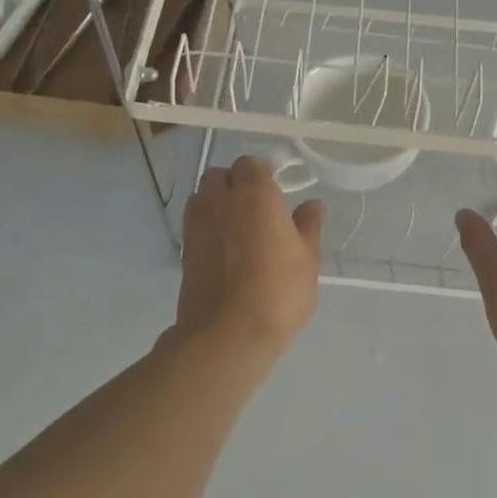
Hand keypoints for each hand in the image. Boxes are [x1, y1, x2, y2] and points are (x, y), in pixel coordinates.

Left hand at [175, 155, 324, 358]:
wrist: (228, 333)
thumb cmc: (279, 291)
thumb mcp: (308, 259)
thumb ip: (308, 226)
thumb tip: (312, 205)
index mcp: (256, 193)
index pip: (251, 164)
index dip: (263, 176)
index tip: (277, 196)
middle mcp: (221, 200)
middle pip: (220, 175)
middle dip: (235, 184)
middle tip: (257, 210)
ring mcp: (197, 223)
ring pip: (203, 196)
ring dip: (217, 202)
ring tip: (238, 228)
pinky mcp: (184, 248)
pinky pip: (195, 222)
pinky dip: (207, 226)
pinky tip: (225, 249)